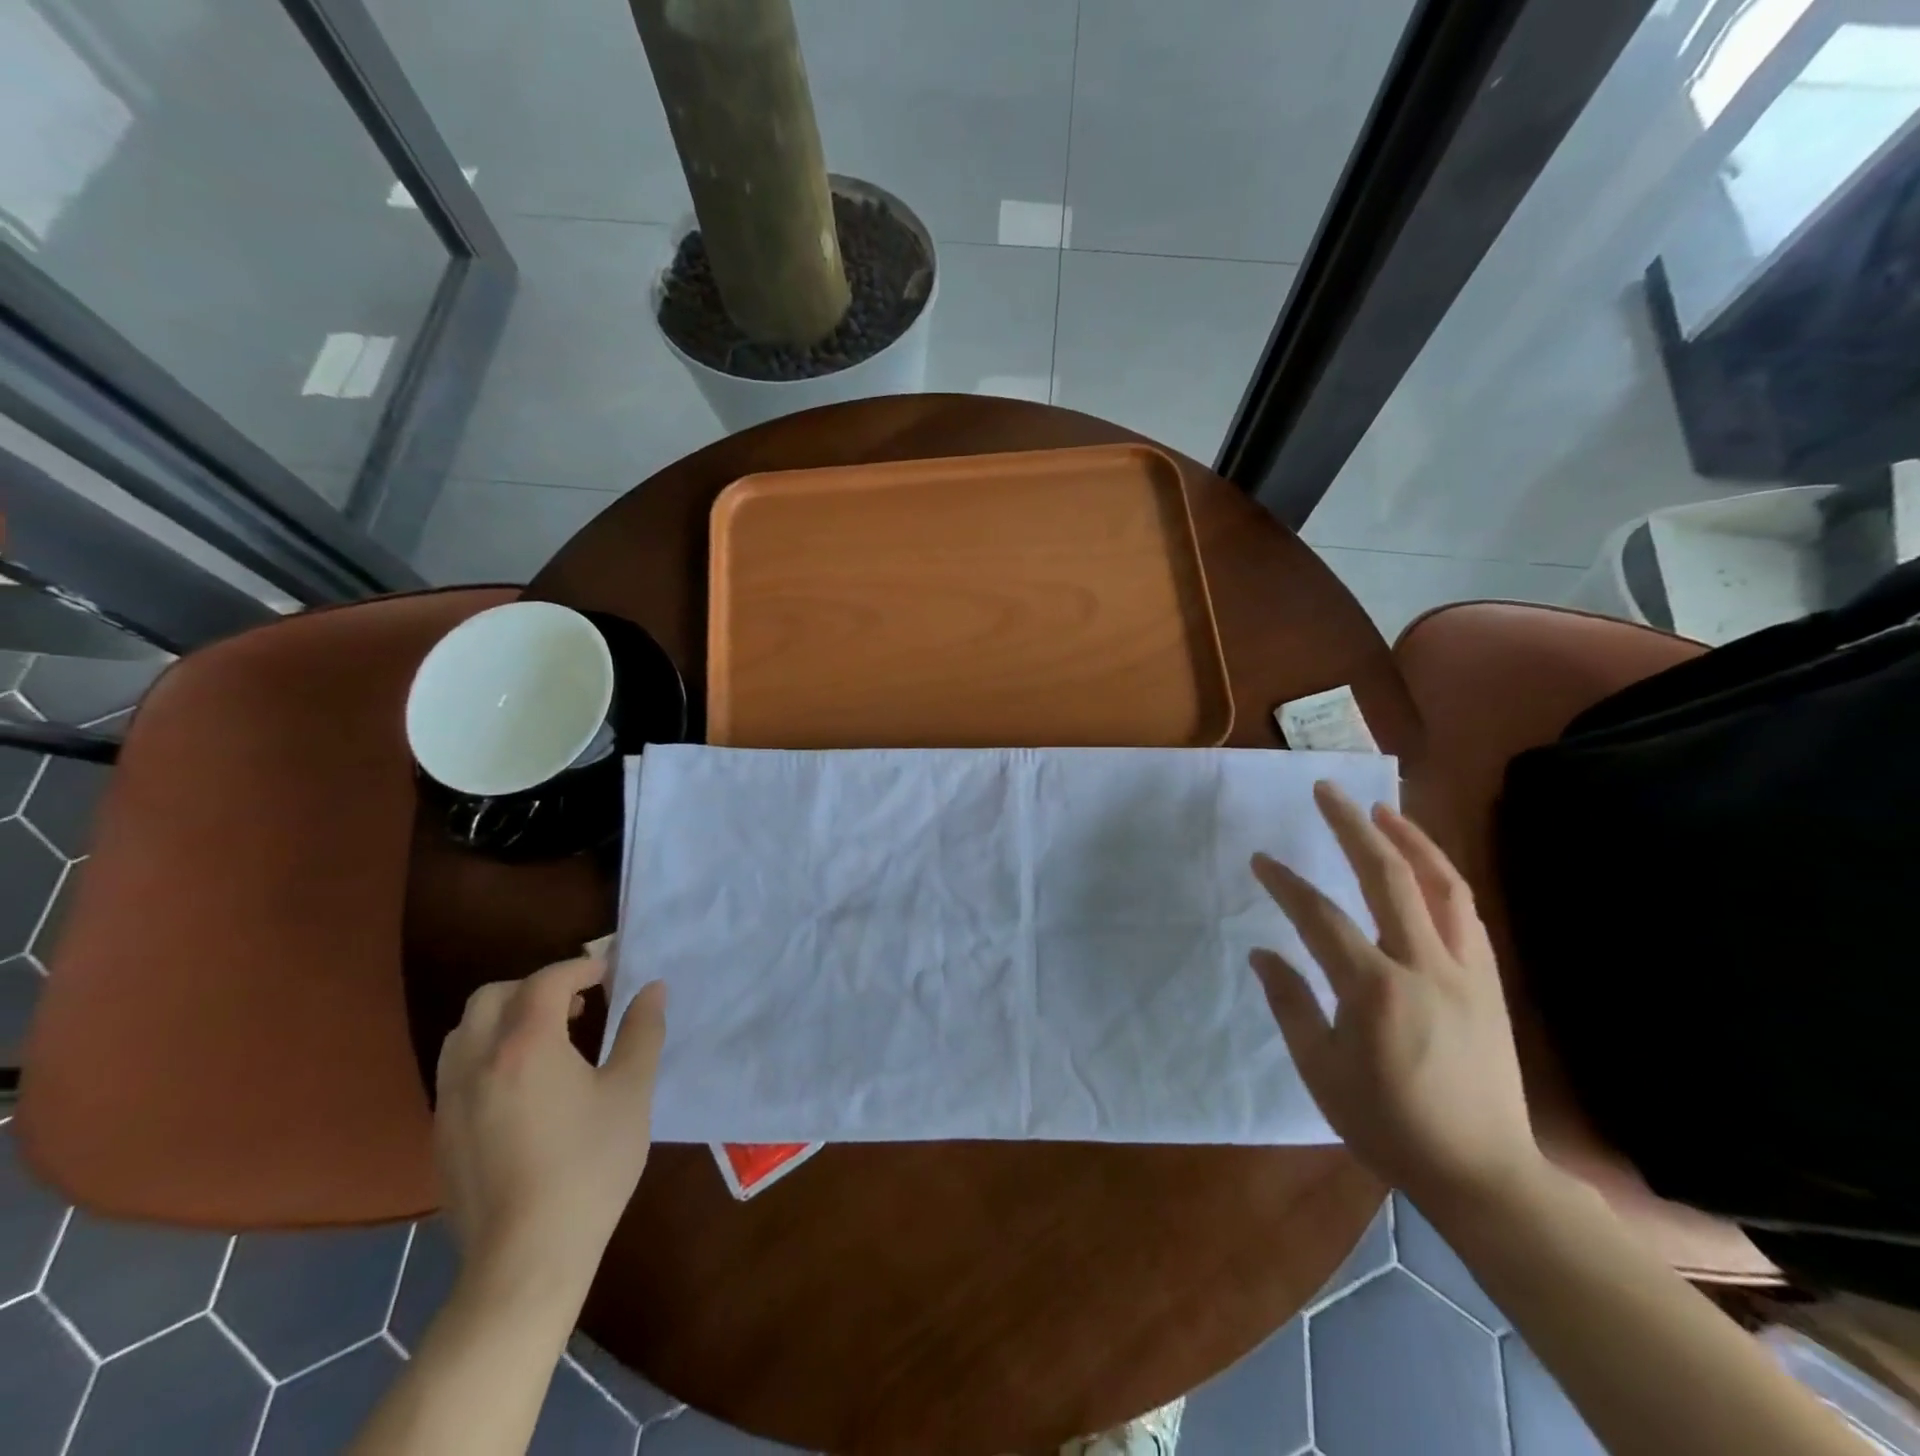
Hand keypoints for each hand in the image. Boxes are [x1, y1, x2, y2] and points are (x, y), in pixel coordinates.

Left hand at [434, 954, 666, 1293]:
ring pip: (465, 1031)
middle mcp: (478, 1062)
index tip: (608, 972)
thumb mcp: (631, 1092)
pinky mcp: (441, 1134)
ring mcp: (451, 1100)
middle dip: (535, 987)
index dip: (579, 967)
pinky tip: (523, 1086)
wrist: (527, 1258)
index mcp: (526, 1046)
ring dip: (505, 1017)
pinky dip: (488, 1052)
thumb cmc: (590, 1165)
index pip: (546, 982)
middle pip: (492, 996)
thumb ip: (641, 1031)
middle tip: (577, 1004)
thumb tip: (652, 988)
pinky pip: (457, 1069)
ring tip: (547, 1039)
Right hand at [1249, 781, 1540, 1207]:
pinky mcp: (1490, 982)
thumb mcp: (1321, 1071)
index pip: (1319, 917)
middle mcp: (1424, 966)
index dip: (1285, 883)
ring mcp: (1466, 971)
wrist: (1484, 1171)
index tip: (1260, 859)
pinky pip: (1466, 913)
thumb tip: (1261, 953)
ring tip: (1380, 809)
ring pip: (1441, 885)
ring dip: (1409, 839)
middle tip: (1327, 791)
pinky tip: (1422, 865)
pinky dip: (1441, 877)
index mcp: (1374, 990)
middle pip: (1387, 877)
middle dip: (1352, 827)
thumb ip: (1290, 1003)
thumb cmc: (1389, 1125)